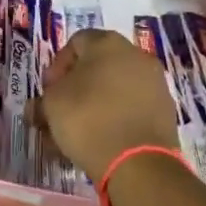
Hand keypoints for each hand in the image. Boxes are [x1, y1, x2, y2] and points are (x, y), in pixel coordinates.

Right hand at [32, 29, 180, 184]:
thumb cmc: (88, 119)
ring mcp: (155, 83)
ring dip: (94, 104)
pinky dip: (115, 118)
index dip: (57, 66)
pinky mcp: (165, 111)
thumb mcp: (51, 105)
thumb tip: (40, 107)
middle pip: (97, 66)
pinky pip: (131, 108)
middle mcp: (136, 55)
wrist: (139, 163)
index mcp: (107, 43)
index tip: (49, 91)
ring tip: (78, 132)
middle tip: (61, 111)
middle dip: (76, 88)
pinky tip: (100, 140)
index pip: (75, 43)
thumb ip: (43, 99)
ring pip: (114, 89)